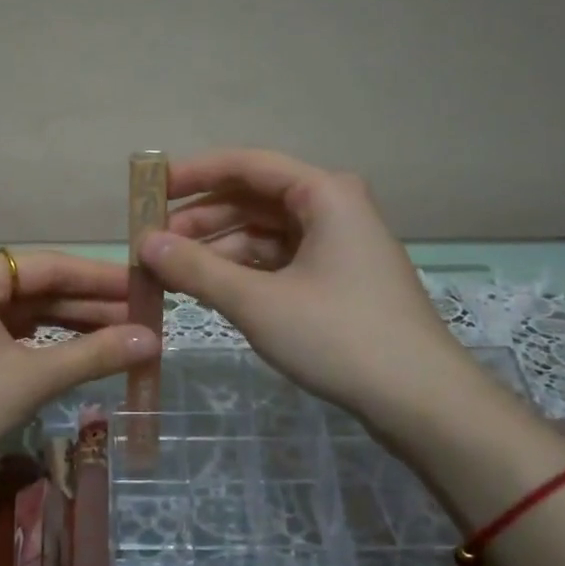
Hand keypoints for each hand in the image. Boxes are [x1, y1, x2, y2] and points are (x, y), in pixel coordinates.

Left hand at [0, 250, 159, 506]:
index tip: (148, 288)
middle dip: (93, 306)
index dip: (104, 278)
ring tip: (126, 337)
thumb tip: (155, 339)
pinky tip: (84, 353)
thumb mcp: (31, 378)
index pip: (53, 266)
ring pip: (30, 315)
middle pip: (42, 289)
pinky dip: (49, 346)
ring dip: (74, 327)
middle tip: (147, 318)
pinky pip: (14, 336)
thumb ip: (94, 354)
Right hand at [140, 150, 467, 424]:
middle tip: (153, 244)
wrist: (420, 400)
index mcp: (323, 193)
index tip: (148, 191)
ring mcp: (339, 245)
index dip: (193, 174)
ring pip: (265, 234)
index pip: (246, 165)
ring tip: (172, 274)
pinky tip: (212, 289)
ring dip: (219, 250)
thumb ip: (196, 268)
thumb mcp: (256, 301)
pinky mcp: (339, 280)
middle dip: (201, 220)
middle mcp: (333, 208)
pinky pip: (280, 261)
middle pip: (254, 199)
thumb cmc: (338, 336)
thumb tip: (144, 243)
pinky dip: (244, 272)